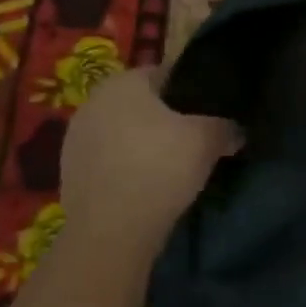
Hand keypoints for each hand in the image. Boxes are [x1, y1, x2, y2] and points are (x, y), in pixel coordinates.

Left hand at [60, 65, 240, 260]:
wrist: (110, 231)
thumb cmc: (159, 167)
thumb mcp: (206, 141)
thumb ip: (225, 127)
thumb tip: (237, 131)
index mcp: (122, 82)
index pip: (164, 75)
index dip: (190, 93)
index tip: (208, 114)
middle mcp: (93, 101)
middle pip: (141, 105)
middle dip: (164, 120)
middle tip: (193, 141)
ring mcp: (75, 138)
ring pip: (122, 133)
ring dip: (143, 145)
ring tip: (171, 168)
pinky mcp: (69, 173)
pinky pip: (108, 161)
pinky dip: (126, 169)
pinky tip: (146, 188)